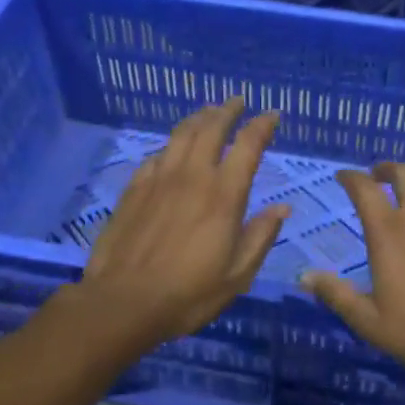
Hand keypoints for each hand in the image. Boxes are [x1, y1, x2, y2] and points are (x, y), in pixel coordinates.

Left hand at [81, 98, 288, 349]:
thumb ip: (260, 237)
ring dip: (198, 118)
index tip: (272, 115)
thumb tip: (282, 209)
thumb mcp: (238, 275)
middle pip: (211, 128)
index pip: (248, 146)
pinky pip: (156, 156)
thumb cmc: (188, 294)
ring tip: (207, 111)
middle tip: (237, 101)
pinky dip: (170, 146)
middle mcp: (192, 176)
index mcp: (224, 195)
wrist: (123, 302)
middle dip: (228, 110)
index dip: (262, 125)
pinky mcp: (134, 189)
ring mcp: (159, 179)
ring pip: (181, 135)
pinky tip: (171, 150)